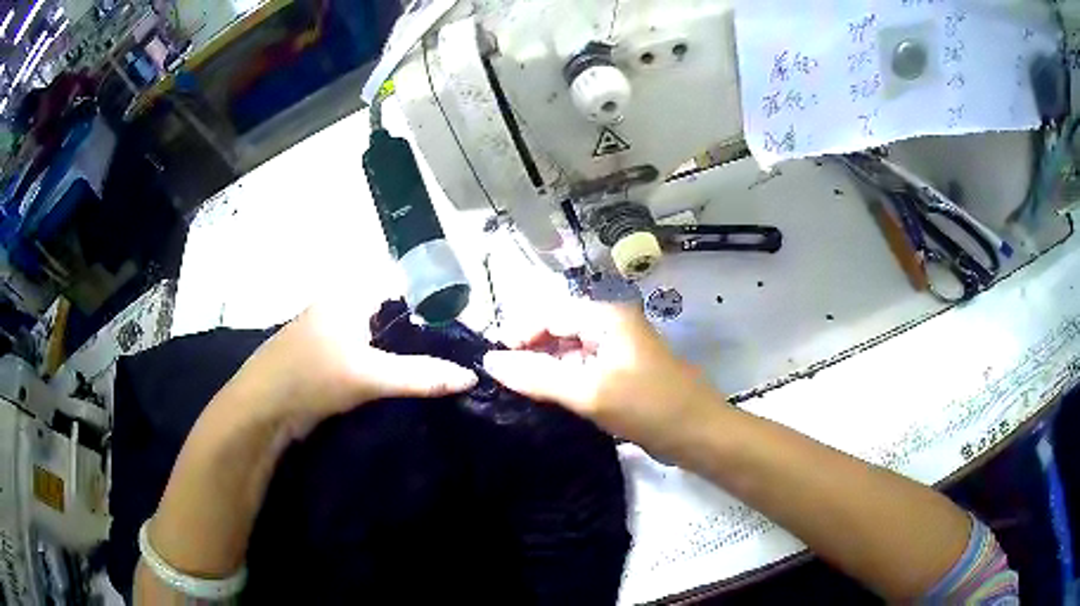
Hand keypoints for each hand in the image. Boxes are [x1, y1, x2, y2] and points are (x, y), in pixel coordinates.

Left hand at [232, 300, 477, 434]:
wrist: (263, 411)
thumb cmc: (311, 377)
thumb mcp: (369, 375)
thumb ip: (421, 375)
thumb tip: (471, 376)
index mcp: (350, 294)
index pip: (404, 286)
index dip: (436, 303)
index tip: (465, 329)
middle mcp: (344, 307)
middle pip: (395, 315)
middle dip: (425, 334)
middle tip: (461, 355)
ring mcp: (336, 335)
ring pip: (383, 340)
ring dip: (408, 355)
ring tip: (445, 371)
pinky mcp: (332, 361)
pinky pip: (370, 358)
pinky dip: (390, 369)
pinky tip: (412, 384)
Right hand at [482, 298, 724, 456]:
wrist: (700, 435)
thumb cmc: (648, 407)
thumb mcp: (589, 392)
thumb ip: (538, 377)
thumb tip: (490, 363)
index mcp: (607, 316)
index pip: (549, 315)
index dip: (519, 336)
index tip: (492, 365)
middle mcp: (611, 324)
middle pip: (559, 330)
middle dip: (531, 352)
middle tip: (503, 382)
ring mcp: (618, 349)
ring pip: (569, 351)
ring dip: (546, 368)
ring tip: (519, 392)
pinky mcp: (621, 372)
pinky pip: (583, 369)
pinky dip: (564, 381)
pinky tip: (548, 398)